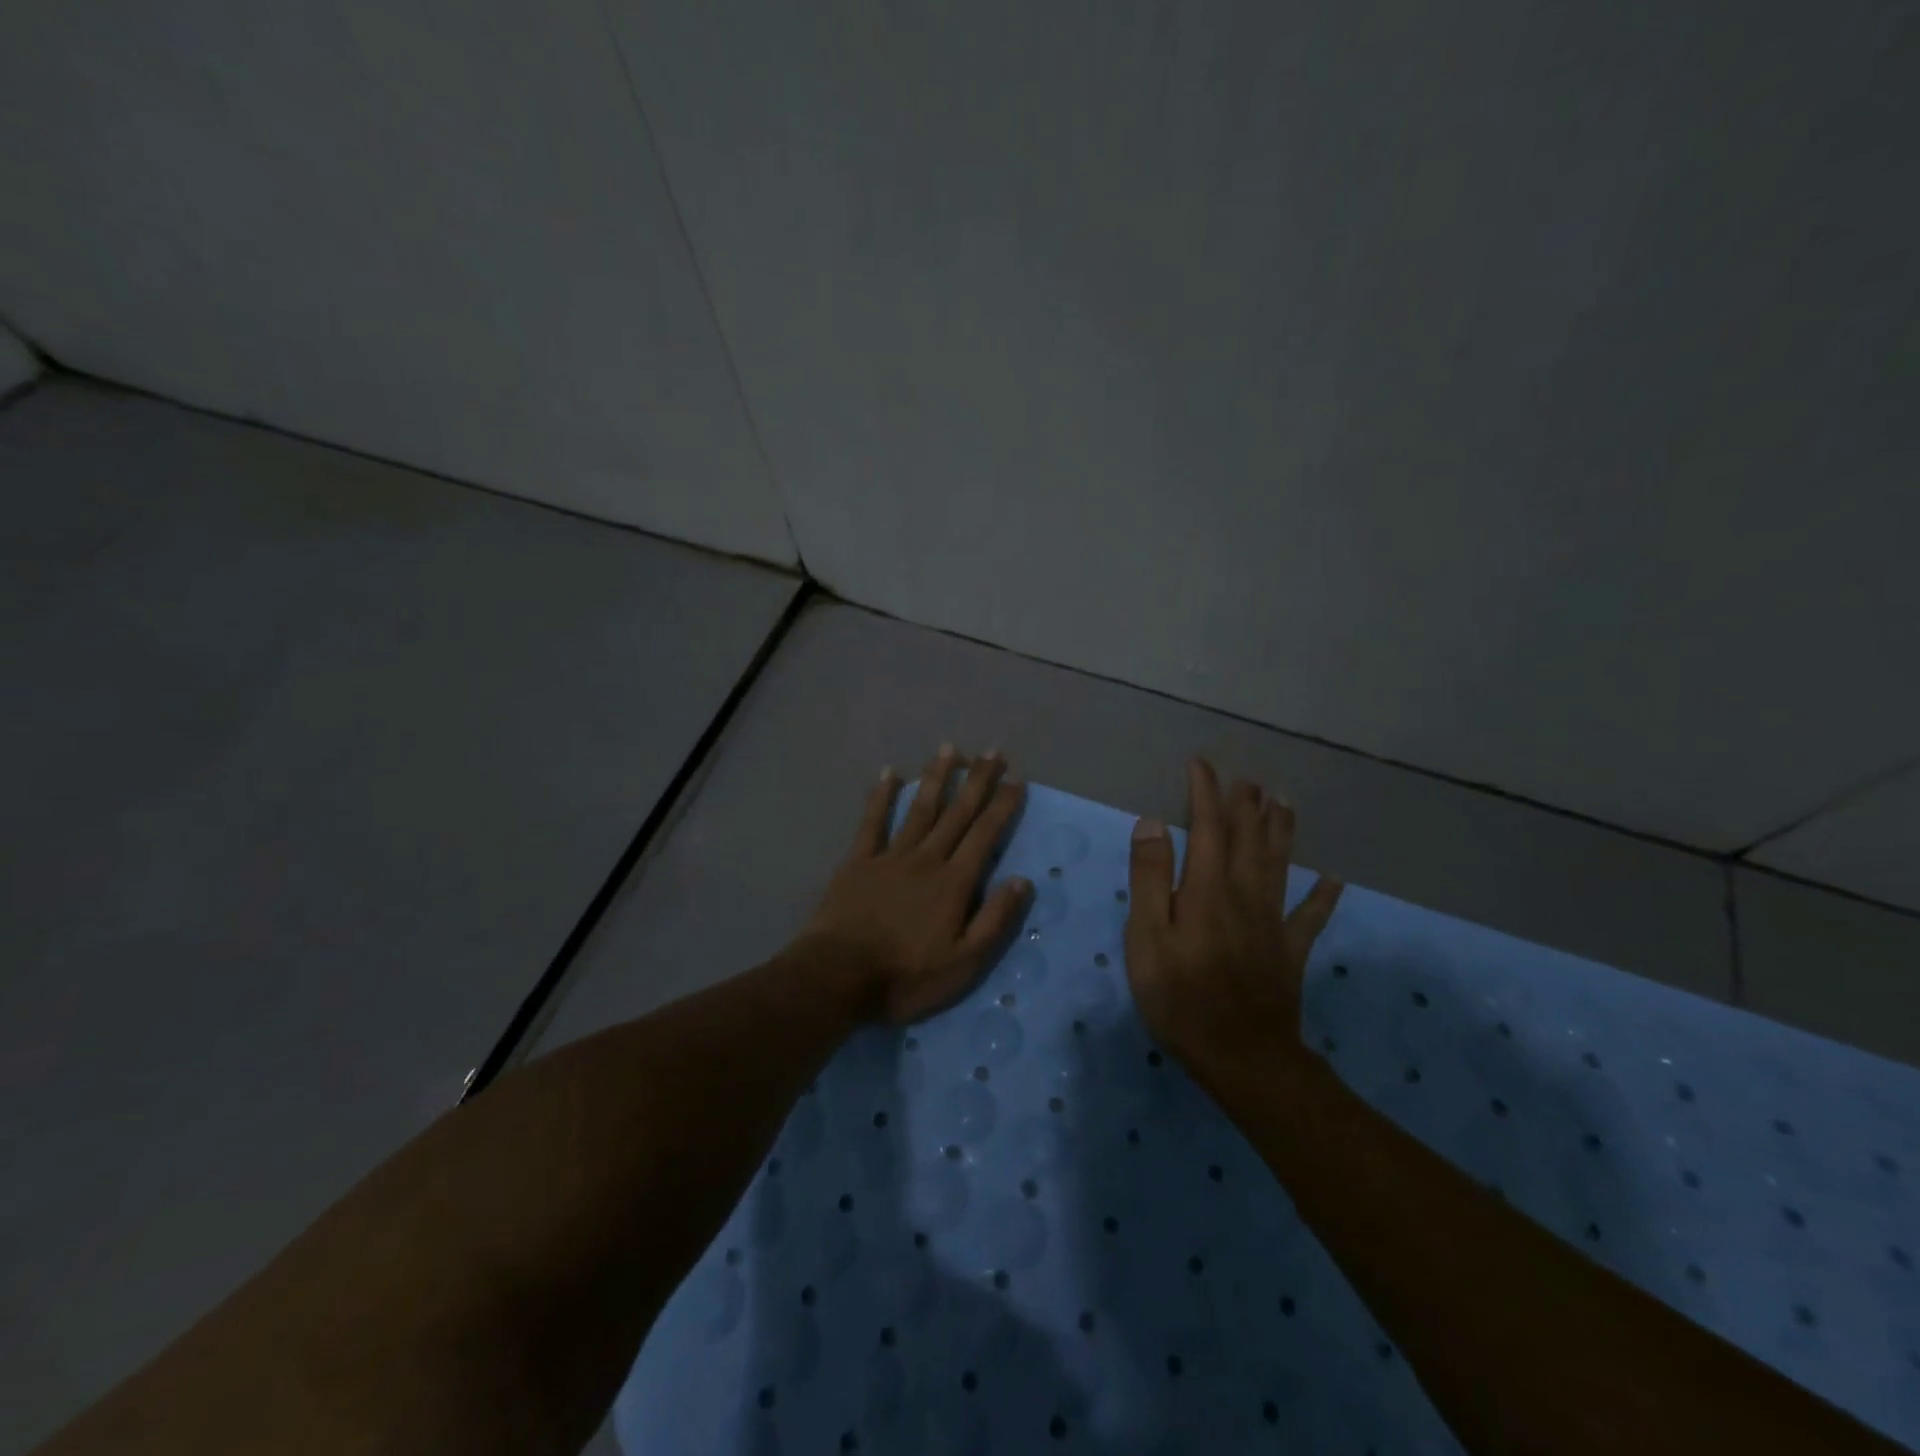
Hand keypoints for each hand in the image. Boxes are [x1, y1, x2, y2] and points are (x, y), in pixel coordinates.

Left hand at [799, 744, 1032, 1025]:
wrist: (838, 977)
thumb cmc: (906, 976)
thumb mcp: (964, 962)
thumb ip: (994, 920)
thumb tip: (1023, 880)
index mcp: (953, 882)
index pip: (985, 835)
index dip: (1003, 806)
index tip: (1017, 779)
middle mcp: (926, 858)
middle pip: (956, 813)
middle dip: (977, 780)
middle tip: (992, 751)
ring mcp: (890, 856)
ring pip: (919, 808)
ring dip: (936, 777)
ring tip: (949, 749)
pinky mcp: (858, 861)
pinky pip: (872, 821)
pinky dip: (881, 796)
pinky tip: (889, 773)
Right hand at [1124, 758, 1343, 1073]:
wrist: (1242, 1057)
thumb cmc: (1181, 997)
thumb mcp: (1146, 937)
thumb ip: (1150, 878)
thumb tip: (1153, 823)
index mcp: (1207, 888)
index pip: (1207, 827)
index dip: (1204, 793)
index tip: (1201, 764)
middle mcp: (1244, 894)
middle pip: (1248, 839)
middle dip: (1246, 804)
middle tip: (1247, 778)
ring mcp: (1272, 923)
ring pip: (1280, 864)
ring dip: (1282, 831)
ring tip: (1285, 802)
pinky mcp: (1289, 952)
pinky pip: (1310, 917)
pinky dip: (1323, 896)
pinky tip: (1335, 880)